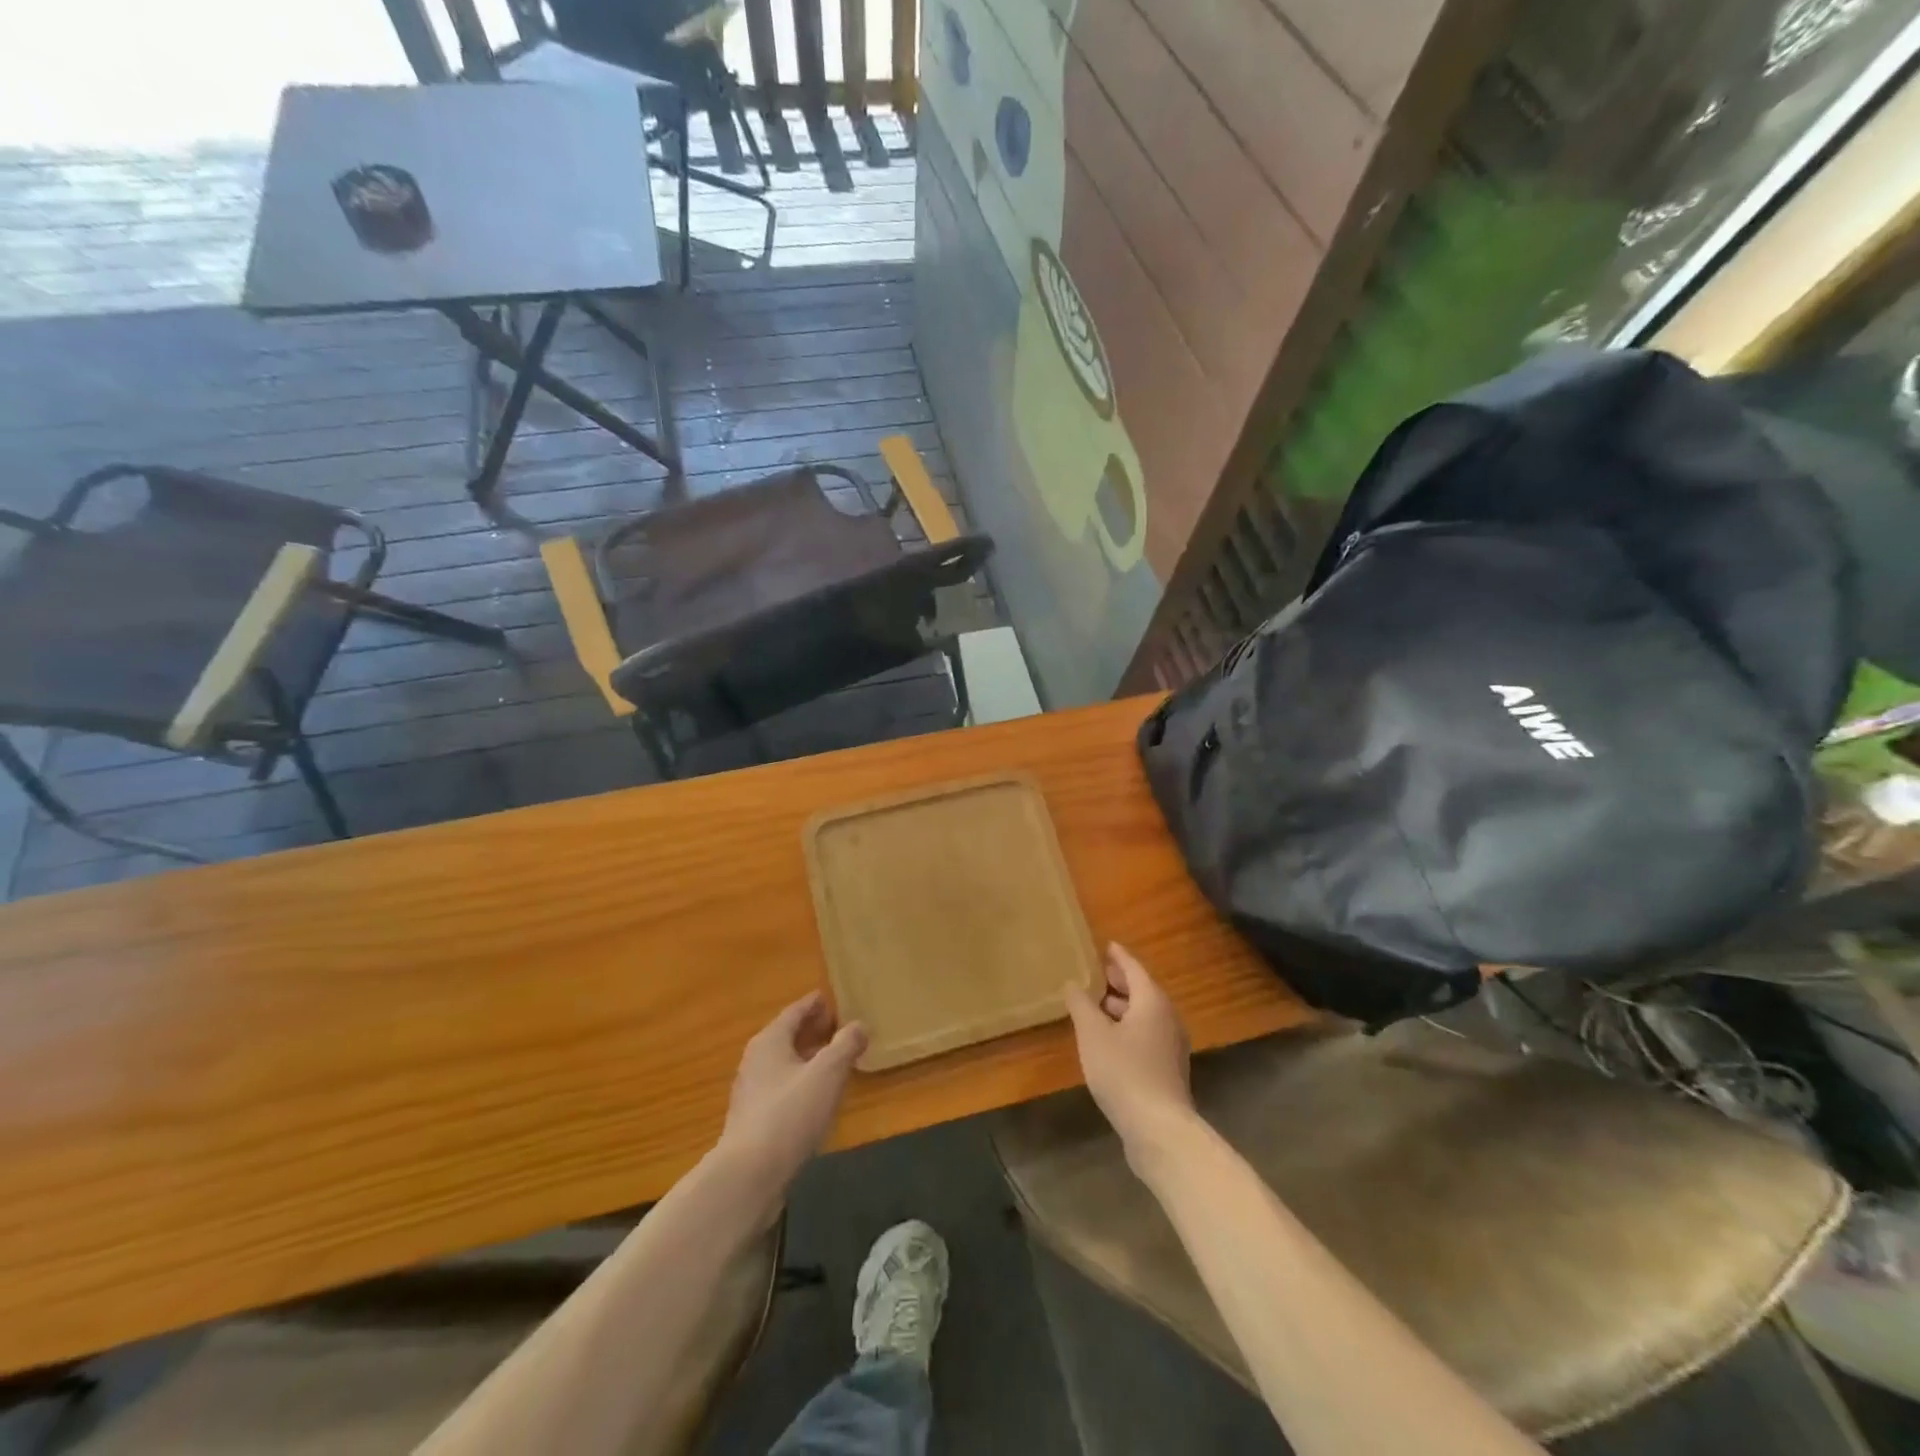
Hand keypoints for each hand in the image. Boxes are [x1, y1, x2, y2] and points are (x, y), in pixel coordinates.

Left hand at [719, 992, 866, 1195]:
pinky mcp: (753, 1120)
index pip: (795, 1011)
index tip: (834, 999)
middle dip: (813, 1030)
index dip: (816, 1004)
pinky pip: (782, 1088)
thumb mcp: (827, 1074)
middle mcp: (756, 1060)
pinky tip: (817, 1097)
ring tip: (835, 1061)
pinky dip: (801, 1082)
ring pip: (784, 1063)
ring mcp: (752, 1092)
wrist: (748, 1176)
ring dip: (808, 1058)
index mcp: (770, 1041)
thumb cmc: (789, 1114)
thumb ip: (845, 1045)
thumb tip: (859, 1025)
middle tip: (840, 1028)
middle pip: (788, 1036)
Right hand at [1063, 944, 1194, 1164]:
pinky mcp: (1167, 1069)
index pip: (1134, 968)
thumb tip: (1072, 983)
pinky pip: (1146, 1035)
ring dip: (1122, 1007)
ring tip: (1096, 1006)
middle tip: (1097, 974)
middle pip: (1142, 990)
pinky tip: (1109, 1040)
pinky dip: (1128, 1027)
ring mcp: (1171, 1045)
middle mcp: (1167, 1017)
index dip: (1118, 957)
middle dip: (1119, 982)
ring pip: (1144, 1015)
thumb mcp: (1093, 1034)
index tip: (1106, 945)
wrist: (1159, 1129)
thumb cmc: (1124, 1072)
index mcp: (1152, 1001)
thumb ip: (1081, 1005)